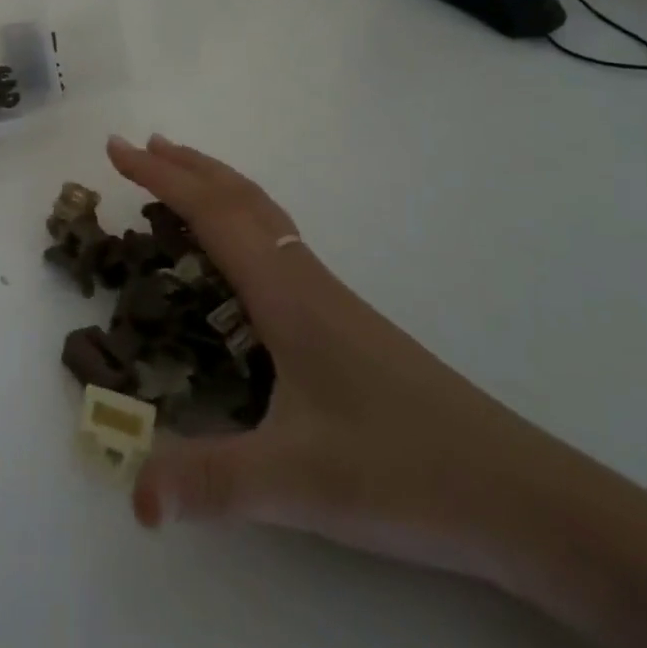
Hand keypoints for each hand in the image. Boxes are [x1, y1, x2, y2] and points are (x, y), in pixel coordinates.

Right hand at [106, 134, 602, 588]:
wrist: (529, 502)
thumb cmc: (408, 476)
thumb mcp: (298, 484)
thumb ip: (210, 484)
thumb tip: (135, 497)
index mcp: (288, 296)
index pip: (213, 214)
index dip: (161, 177)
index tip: (117, 150)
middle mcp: (307, 283)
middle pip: (241, 199)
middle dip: (186, 166)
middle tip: (139, 146)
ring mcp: (332, 302)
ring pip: (265, 219)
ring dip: (216, 188)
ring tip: (180, 178)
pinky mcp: (347, 327)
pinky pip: (279, 247)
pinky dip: (242, 223)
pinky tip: (240, 259)